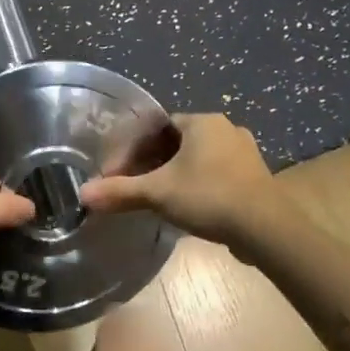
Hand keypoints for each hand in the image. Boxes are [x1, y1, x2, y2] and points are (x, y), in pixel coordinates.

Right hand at [80, 112, 278, 245]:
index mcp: (202, 121)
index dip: (135, 149)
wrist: (266, 229)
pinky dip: (199, 186)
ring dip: (177, 175)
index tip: (120, 172)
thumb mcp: (157, 193)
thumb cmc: (209, 197)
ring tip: (159, 199)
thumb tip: (83, 194)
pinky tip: (190, 208)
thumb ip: (120, 191)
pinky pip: (218, 174)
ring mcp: (245, 153)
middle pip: (178, 142)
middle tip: (136, 186)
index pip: (158, 127)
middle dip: (154, 163)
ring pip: (199, 159)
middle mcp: (226, 129)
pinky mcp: (255, 177)